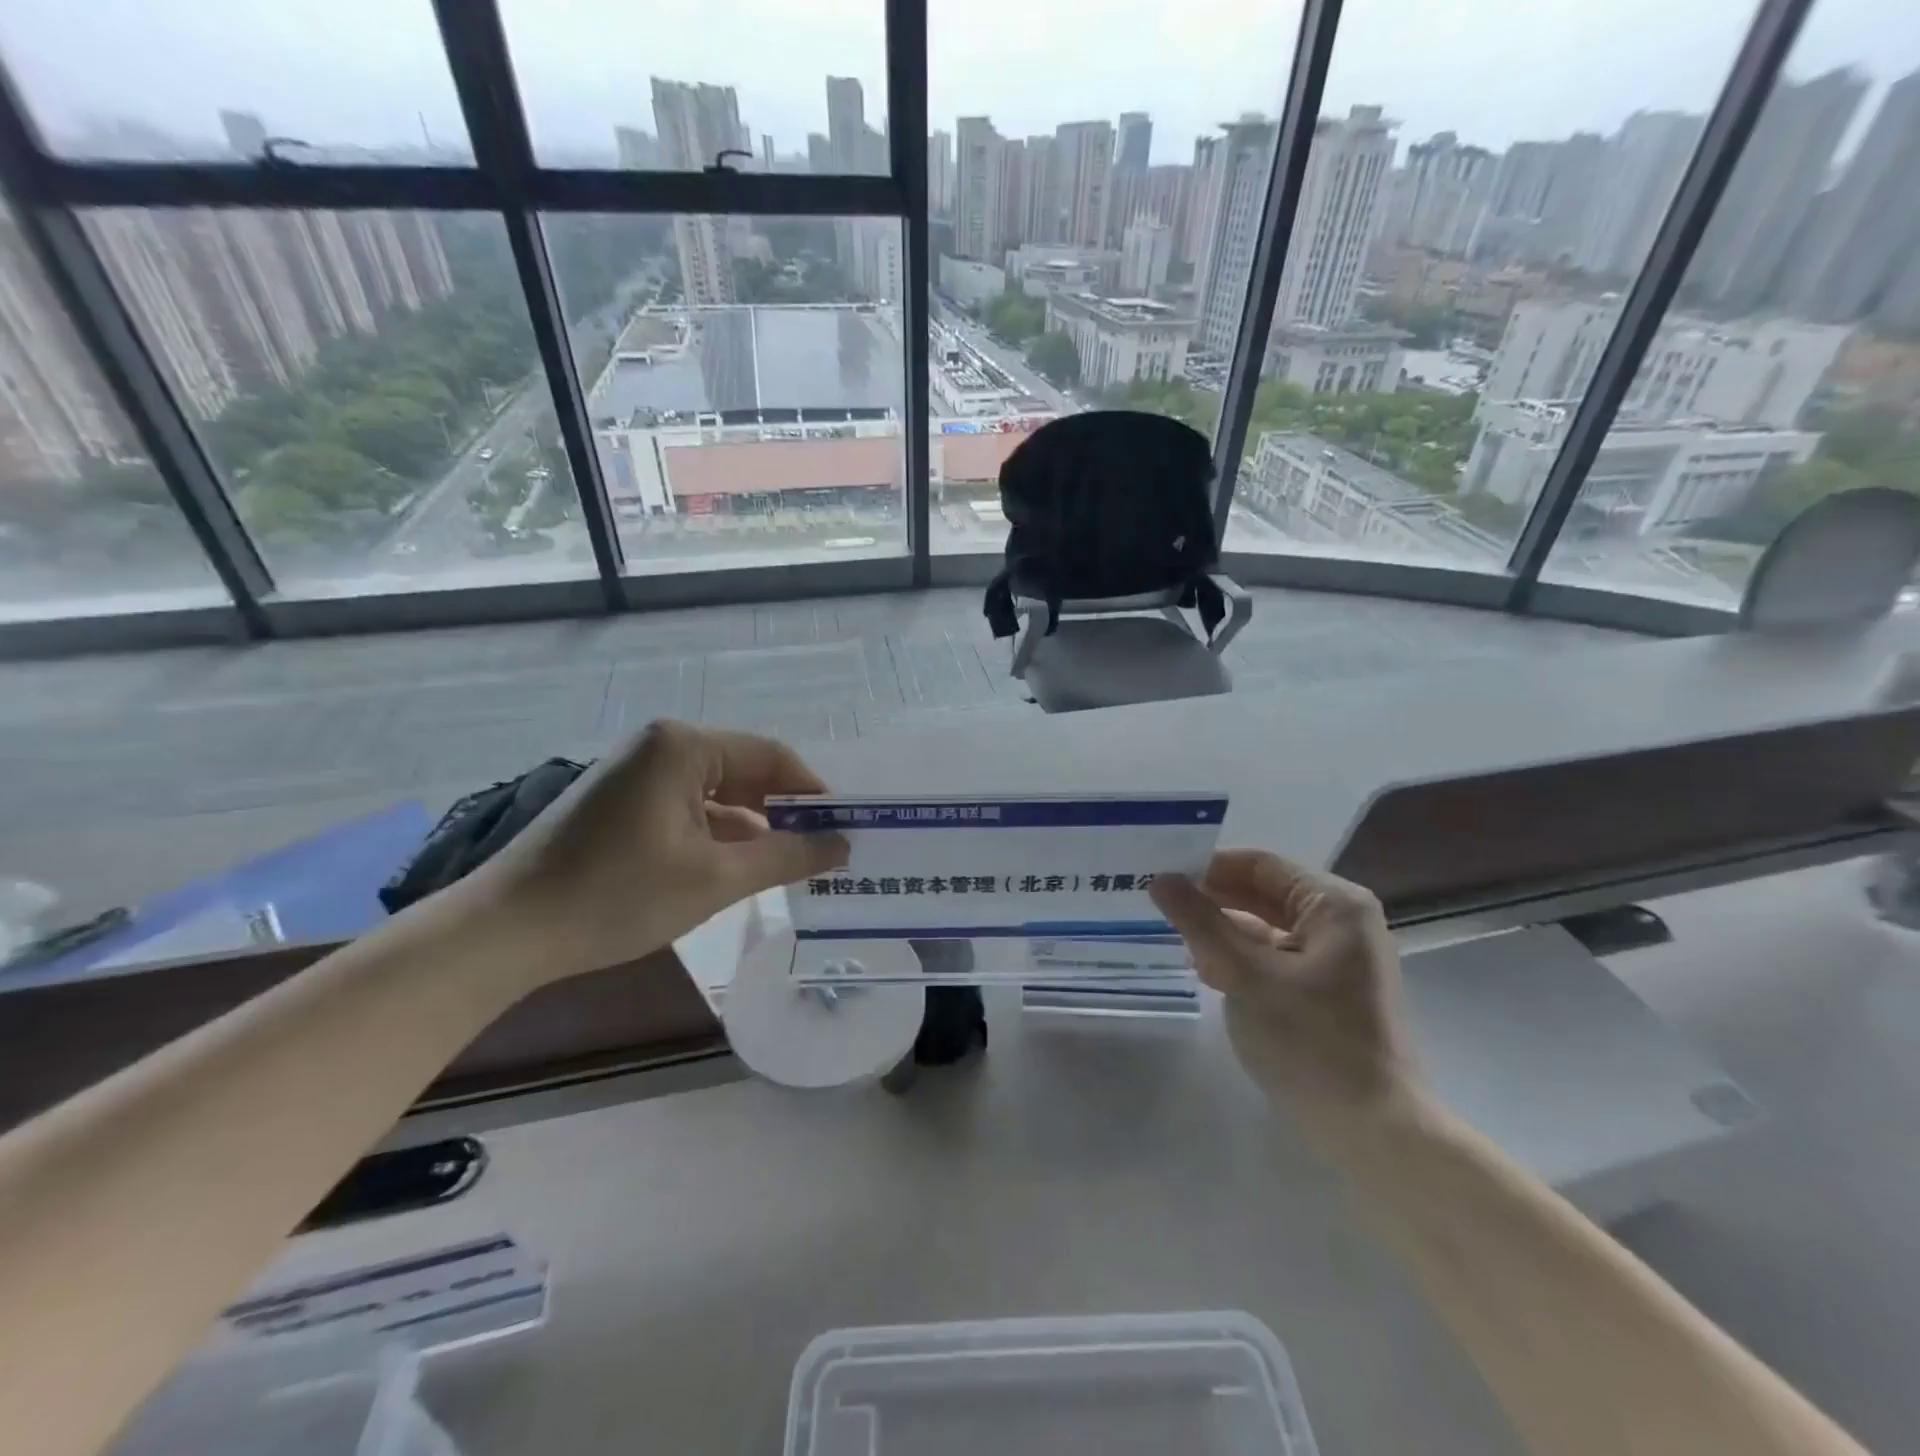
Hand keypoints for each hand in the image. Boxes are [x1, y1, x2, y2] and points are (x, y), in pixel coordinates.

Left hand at [465, 721, 846, 985]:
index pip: (774, 757)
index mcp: (685, 746)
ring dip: (754, 827)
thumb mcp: (716, 879)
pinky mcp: (621, 801)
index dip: (815, 794)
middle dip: (786, 812)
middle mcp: (662, 745)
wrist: (505, 931)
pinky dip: (719, 834)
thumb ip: (787, 856)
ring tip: (790, 864)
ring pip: (718, 793)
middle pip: (746, 771)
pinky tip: (738, 867)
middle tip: (825, 851)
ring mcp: (637, 772)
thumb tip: (843, 846)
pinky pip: (688, 807)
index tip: (846, 829)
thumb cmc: (617, 895)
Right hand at [1150, 851, 1420, 1121]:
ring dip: (1223, 932)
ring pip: (1267, 928)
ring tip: (1173, 938)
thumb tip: (1160, 879)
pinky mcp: (1329, 992)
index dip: (1208, 867)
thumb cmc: (1311, 1041)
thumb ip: (1200, 922)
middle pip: (1264, 894)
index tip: (1160, 875)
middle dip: (1213, 900)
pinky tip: (1206, 971)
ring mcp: (1339, 959)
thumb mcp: (1244, 974)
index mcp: (1335, 905)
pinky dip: (1242, 959)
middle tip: (1157, 905)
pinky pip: (1276, 958)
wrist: (1373, 1134)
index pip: (1260, 865)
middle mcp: (1342, 923)